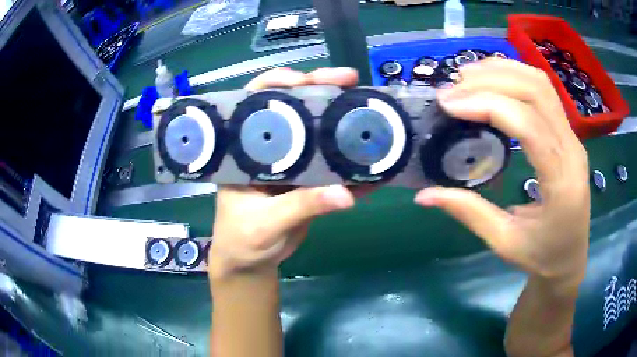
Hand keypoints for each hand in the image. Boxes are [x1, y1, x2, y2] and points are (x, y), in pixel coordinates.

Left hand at [209, 67, 363, 278]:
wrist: (252, 262)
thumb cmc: (242, 239)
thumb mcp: (264, 223)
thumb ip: (301, 206)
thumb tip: (344, 193)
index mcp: (244, 149)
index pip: (254, 101)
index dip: (277, 83)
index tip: (303, 79)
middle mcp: (269, 148)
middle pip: (293, 108)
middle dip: (321, 90)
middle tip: (350, 80)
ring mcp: (292, 163)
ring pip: (318, 132)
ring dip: (343, 120)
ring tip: (371, 110)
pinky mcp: (310, 181)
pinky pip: (334, 167)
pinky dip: (354, 164)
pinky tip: (376, 160)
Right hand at [415, 59, 589, 286]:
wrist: (570, 259)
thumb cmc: (542, 256)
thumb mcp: (504, 242)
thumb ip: (468, 213)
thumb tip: (424, 195)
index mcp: (561, 181)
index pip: (528, 124)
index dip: (487, 105)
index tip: (449, 104)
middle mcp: (572, 149)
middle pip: (536, 91)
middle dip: (490, 80)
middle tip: (453, 89)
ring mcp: (573, 137)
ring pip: (541, 83)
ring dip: (502, 71)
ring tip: (467, 77)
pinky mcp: (568, 133)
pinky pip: (543, 91)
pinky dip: (515, 76)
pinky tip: (492, 81)